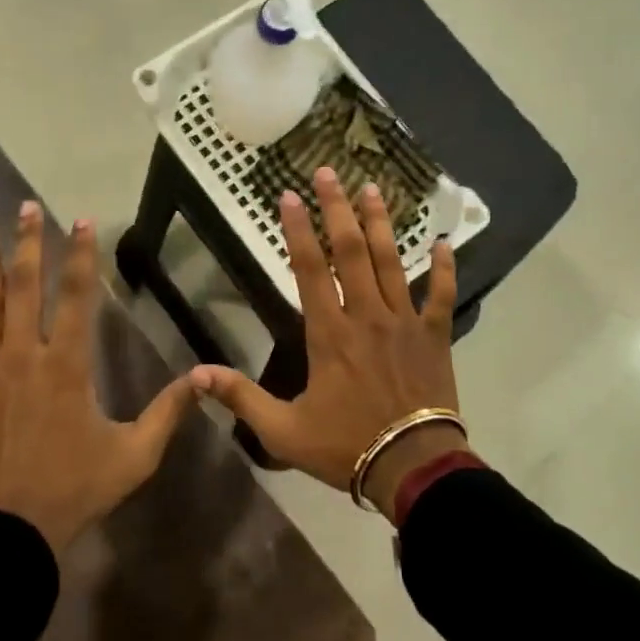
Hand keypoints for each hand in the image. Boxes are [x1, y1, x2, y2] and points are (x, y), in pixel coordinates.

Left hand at [0, 201, 199, 552]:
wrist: (6, 531)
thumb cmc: (74, 489)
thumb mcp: (134, 455)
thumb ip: (168, 412)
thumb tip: (204, 378)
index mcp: (68, 366)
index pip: (76, 296)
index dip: (81, 255)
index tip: (81, 221)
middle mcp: (24, 356)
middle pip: (26, 287)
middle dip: (28, 243)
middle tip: (26, 207)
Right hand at [190, 168, 463, 522]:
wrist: (413, 467)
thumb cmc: (345, 446)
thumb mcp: (282, 430)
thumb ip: (241, 398)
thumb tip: (195, 375)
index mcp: (329, 333)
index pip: (309, 269)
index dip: (297, 230)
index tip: (289, 196)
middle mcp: (367, 315)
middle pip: (352, 251)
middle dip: (338, 209)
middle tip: (330, 173)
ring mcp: (405, 322)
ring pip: (392, 262)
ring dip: (382, 223)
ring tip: (374, 189)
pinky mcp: (435, 336)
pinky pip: (442, 295)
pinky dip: (444, 268)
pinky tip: (443, 242)